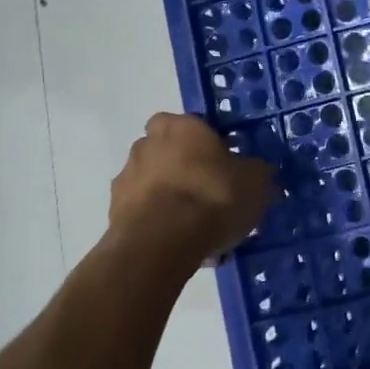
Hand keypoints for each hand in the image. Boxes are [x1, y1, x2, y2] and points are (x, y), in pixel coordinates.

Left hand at [105, 113, 273, 272]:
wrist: (161, 245)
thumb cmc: (212, 197)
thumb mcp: (255, 182)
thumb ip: (255, 172)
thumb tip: (255, 171)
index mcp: (181, 126)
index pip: (192, 123)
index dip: (207, 142)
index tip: (224, 162)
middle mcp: (147, 144)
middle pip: (169, 152)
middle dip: (184, 169)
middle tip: (210, 193)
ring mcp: (125, 179)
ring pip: (154, 184)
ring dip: (170, 198)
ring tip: (198, 228)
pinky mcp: (114, 214)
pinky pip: (144, 214)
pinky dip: (159, 224)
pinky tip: (182, 245)